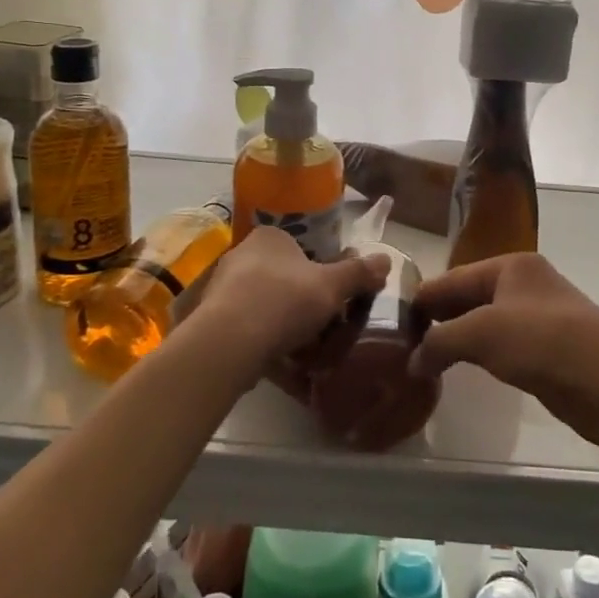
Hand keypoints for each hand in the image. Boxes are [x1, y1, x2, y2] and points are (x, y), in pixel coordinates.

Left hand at [191, 226, 388, 380]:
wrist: (228, 343)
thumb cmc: (284, 300)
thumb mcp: (332, 286)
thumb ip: (359, 273)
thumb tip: (387, 259)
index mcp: (270, 237)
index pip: (301, 247)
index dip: (321, 270)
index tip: (334, 294)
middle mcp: (242, 254)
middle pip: (284, 276)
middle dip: (303, 299)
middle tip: (324, 323)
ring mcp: (222, 288)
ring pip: (265, 302)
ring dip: (283, 322)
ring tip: (305, 348)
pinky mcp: (211, 319)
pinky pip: (247, 326)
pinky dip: (264, 339)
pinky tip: (279, 360)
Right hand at [409, 253, 598, 453]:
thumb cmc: (544, 343)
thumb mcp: (483, 334)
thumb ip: (441, 342)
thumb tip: (412, 361)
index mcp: (510, 265)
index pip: (453, 278)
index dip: (422, 299)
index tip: (391, 322)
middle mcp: (524, 282)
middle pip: (469, 296)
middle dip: (438, 318)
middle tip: (402, 343)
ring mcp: (539, 314)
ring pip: (485, 321)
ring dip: (458, 338)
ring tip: (425, 358)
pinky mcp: (549, 346)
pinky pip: (502, 343)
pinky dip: (480, 353)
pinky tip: (462, 368)